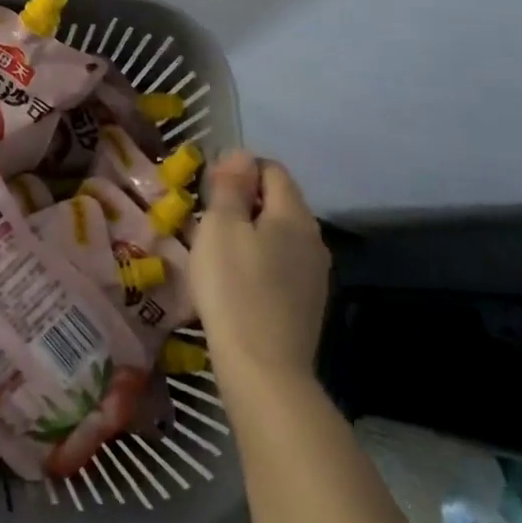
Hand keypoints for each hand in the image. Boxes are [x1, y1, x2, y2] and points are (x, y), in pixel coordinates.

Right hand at [188, 151, 331, 380]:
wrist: (263, 369)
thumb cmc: (234, 289)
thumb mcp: (220, 228)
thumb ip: (231, 187)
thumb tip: (241, 154)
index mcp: (294, 214)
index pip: (272, 169)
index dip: (240, 169)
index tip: (209, 189)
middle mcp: (313, 238)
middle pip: (278, 202)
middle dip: (244, 202)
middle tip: (207, 221)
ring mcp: (314, 273)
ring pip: (279, 235)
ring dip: (250, 233)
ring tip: (217, 252)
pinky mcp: (307, 303)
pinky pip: (281, 265)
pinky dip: (259, 262)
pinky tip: (236, 283)